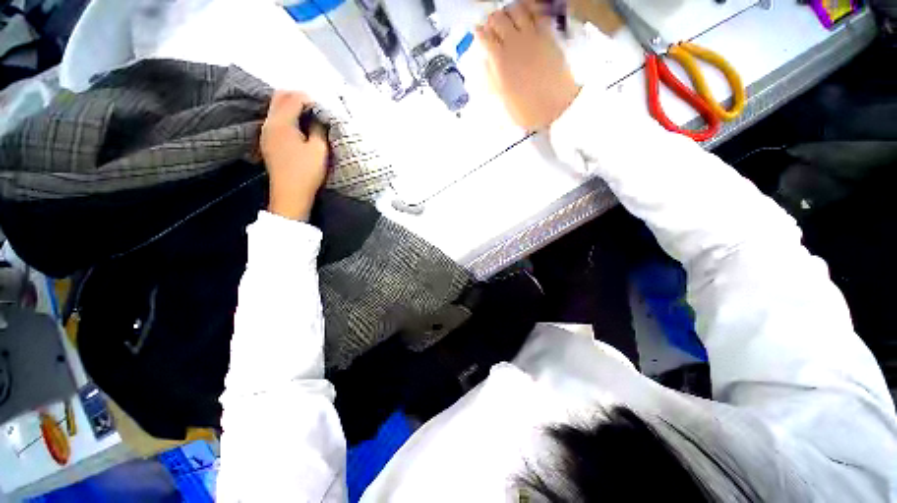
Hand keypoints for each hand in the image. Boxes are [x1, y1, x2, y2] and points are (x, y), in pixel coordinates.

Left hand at [261, 91, 328, 220]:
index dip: (310, 98)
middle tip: (316, 106)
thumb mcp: (319, 150)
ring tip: (310, 115)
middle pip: (280, 97)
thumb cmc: (307, 172)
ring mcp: (266, 132)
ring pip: (276, 108)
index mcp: (282, 123)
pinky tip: (299, 126)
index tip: (324, 105)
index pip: (293, 98)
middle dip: (298, 97)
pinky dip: (287, 116)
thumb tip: (318, 118)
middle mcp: (269, 123)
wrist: (290, 194)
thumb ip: (318, 129)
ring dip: (291, 106)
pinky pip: (275, 120)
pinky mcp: (267, 141)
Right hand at [476, 0, 580, 130]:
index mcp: (500, 63)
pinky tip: (527, 14)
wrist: (556, 109)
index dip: (479, 32)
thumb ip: (492, 78)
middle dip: (492, 20)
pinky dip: (529, 9)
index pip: (484, 36)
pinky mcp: (548, 35)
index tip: (479, 34)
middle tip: (493, 27)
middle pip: (498, 18)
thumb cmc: (526, 110)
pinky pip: (538, 12)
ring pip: (517, 9)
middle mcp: (514, 45)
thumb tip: (485, 61)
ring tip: (509, 19)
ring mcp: (532, 37)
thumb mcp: (503, 99)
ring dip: (509, 12)